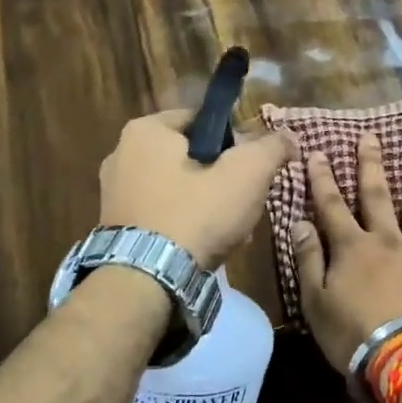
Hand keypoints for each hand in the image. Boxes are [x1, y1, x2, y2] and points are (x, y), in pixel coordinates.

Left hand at [99, 109, 296, 270]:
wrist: (146, 281)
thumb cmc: (196, 214)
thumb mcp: (247, 174)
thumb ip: (271, 148)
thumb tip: (288, 136)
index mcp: (146, 130)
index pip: (203, 120)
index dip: (235, 140)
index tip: (252, 167)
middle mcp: (121, 153)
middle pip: (191, 155)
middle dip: (222, 177)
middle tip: (245, 201)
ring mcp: (113, 191)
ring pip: (178, 186)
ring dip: (207, 202)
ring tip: (231, 230)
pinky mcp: (114, 224)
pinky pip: (160, 212)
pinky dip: (183, 222)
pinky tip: (204, 245)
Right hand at [290, 133, 401, 371]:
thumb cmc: (353, 335)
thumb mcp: (316, 302)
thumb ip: (309, 260)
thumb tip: (300, 222)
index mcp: (352, 248)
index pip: (332, 206)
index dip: (323, 179)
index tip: (318, 152)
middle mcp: (386, 241)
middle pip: (377, 196)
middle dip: (371, 165)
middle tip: (371, 136)